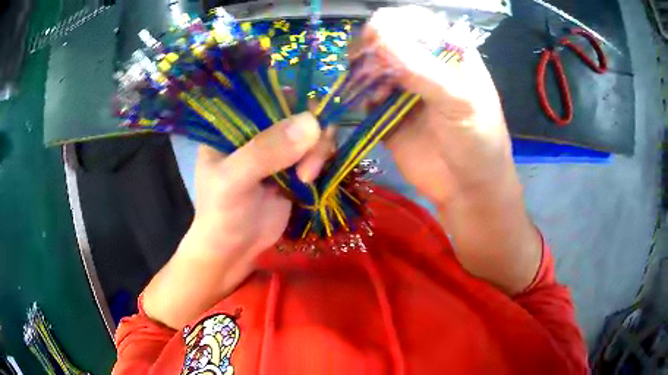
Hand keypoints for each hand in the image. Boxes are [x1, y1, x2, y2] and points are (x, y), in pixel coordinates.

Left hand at [188, 112, 333, 260]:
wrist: (234, 251)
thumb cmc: (221, 214)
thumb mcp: (234, 181)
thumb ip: (266, 151)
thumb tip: (313, 122)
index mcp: (232, 124)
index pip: (265, 94)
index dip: (291, 99)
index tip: (307, 120)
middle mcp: (255, 130)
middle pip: (295, 111)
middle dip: (309, 133)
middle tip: (307, 164)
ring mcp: (276, 149)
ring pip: (311, 132)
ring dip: (317, 151)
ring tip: (305, 178)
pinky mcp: (293, 167)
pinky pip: (316, 152)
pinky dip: (320, 161)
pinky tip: (311, 179)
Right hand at [358, 6, 514, 208]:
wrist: (469, 191)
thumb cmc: (477, 141)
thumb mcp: (459, 101)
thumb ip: (422, 68)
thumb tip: (378, 32)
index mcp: (450, 54)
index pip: (416, 21)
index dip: (395, 23)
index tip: (378, 34)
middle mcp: (424, 65)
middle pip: (388, 40)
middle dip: (374, 46)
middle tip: (368, 62)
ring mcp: (404, 88)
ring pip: (372, 65)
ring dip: (363, 70)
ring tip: (368, 86)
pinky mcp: (387, 112)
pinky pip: (366, 95)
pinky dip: (360, 95)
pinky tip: (368, 104)